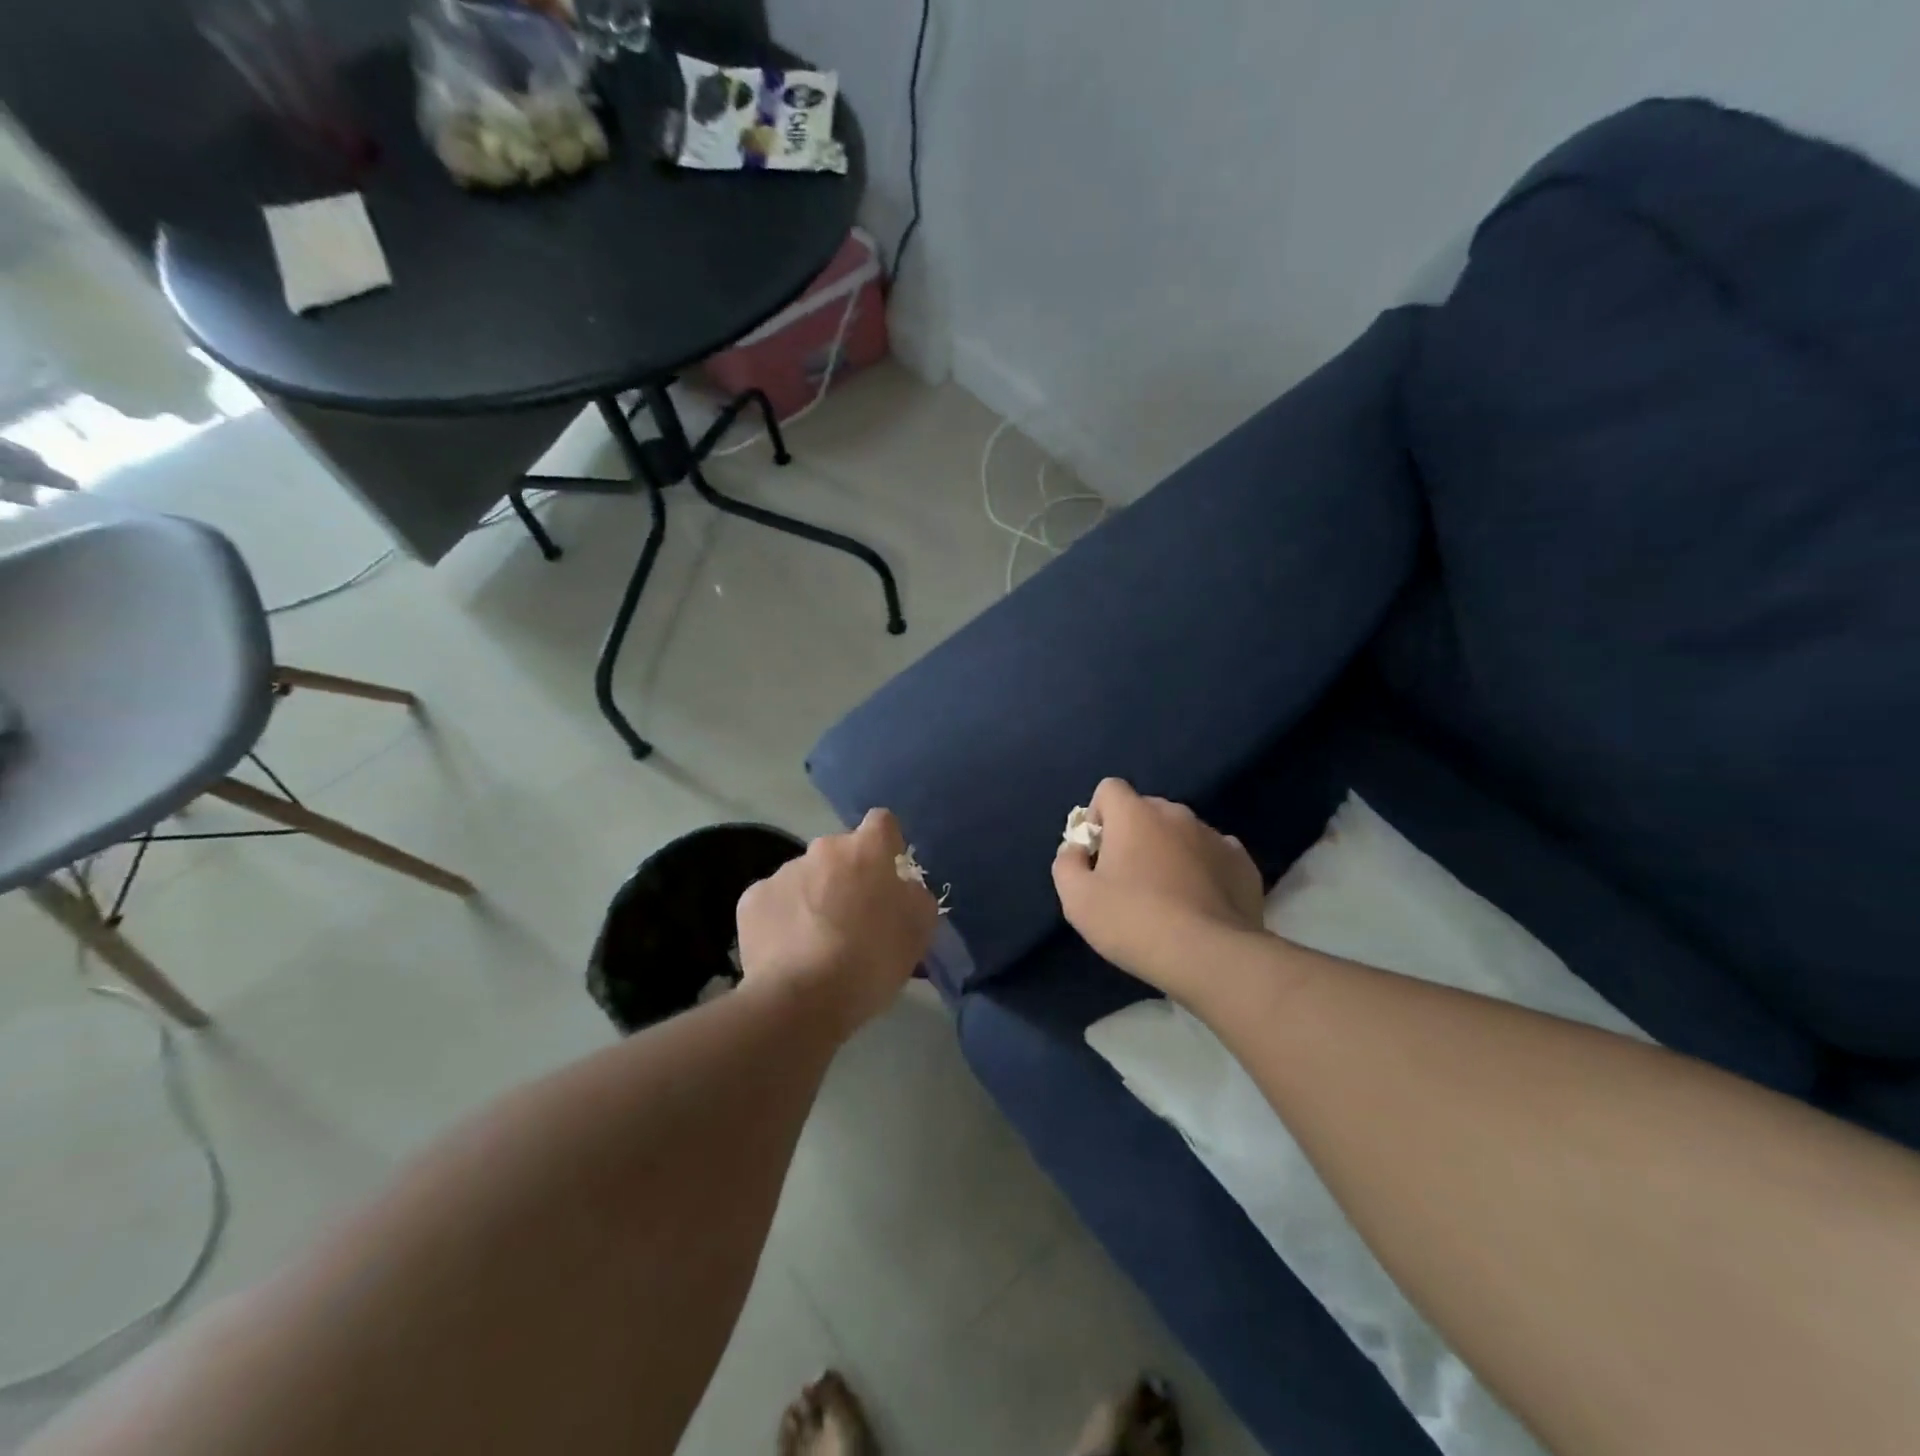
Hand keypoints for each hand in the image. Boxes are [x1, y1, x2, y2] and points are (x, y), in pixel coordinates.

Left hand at [736, 809, 939, 1034]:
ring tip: (817, 943)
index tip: (888, 872)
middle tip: (853, 918)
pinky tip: (789, 951)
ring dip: (814, 897)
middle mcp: (822, 849)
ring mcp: (783, 872)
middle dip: (847, 876)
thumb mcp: (918, 931)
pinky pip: (774, 901)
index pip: (882, 822)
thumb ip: (915, 896)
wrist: (802, 1000)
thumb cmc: (871, 961)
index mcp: (865, 850)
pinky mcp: (751, 899)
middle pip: (840, 853)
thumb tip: (902, 888)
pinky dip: (783, 918)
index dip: (887, 844)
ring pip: (805, 877)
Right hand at [1052, 779, 1265, 995]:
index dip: (1098, 816)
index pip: (1109, 789)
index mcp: (1135, 814)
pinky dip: (1204, 870)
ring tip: (1168, 897)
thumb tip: (1077, 848)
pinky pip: (1215, 855)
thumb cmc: (1133, 921)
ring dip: (1170, 852)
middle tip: (1128, 880)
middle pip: (1146, 811)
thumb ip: (1067, 863)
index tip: (1098, 853)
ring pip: (1182, 833)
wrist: (1209, 956)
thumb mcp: (1077, 899)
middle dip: (1134, 835)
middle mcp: (1176, 814)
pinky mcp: (1243, 864)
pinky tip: (1200, 903)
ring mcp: (1215, 837)